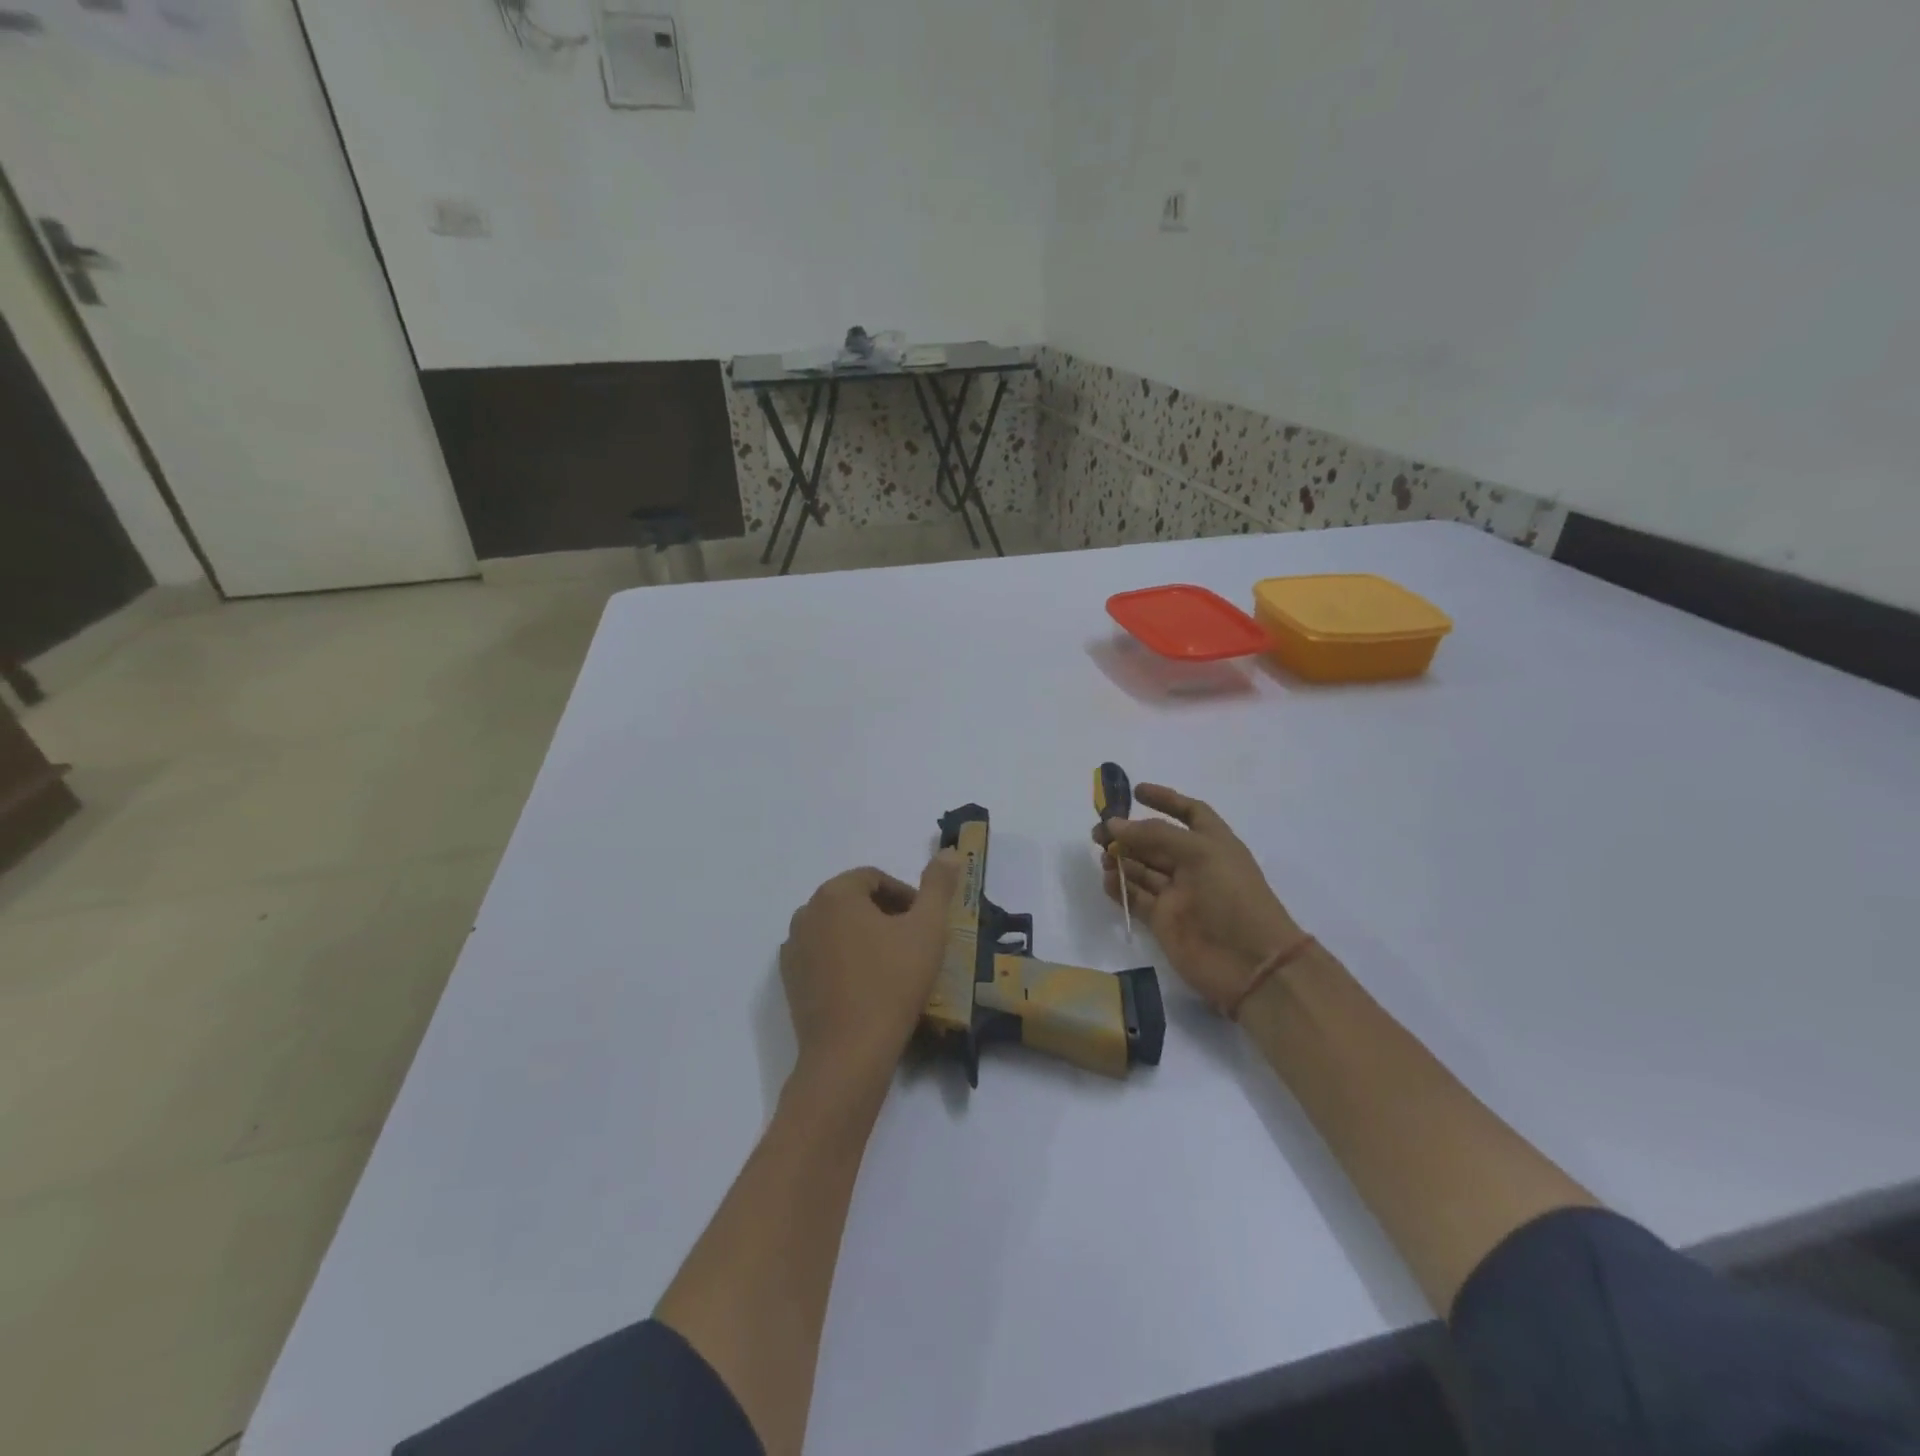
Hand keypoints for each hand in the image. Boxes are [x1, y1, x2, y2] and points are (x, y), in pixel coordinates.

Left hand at [780, 850, 963, 1096]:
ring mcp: (793, 948)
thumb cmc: (892, 983)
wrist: (849, 1053)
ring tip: (893, 966)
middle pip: (853, 901)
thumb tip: (949, 852)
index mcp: (835, 893)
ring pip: (837, 928)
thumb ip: (938, 885)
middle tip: (913, 944)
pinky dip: (844, 960)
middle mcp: (806, 913)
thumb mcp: (928, 929)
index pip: (875, 879)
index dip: (905, 896)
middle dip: (885, 915)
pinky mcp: (789, 980)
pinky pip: (823, 956)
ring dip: (865, 937)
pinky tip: (866, 986)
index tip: (925, 923)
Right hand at [1095, 784, 1301, 1014]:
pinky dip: (1120, 888)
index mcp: (1212, 843)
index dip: (1165, 799)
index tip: (1136, 792)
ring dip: (1121, 858)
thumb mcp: (1199, 853)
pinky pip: (1136, 897)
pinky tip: (1107, 880)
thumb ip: (1154, 835)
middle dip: (1129, 832)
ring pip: (1142, 868)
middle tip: (1099, 831)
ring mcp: (1178, 894)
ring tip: (1102, 855)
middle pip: (1156, 841)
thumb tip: (1113, 824)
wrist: (1250, 963)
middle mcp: (1194, 865)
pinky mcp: (1163, 921)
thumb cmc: (1232, 896)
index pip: (1189, 812)